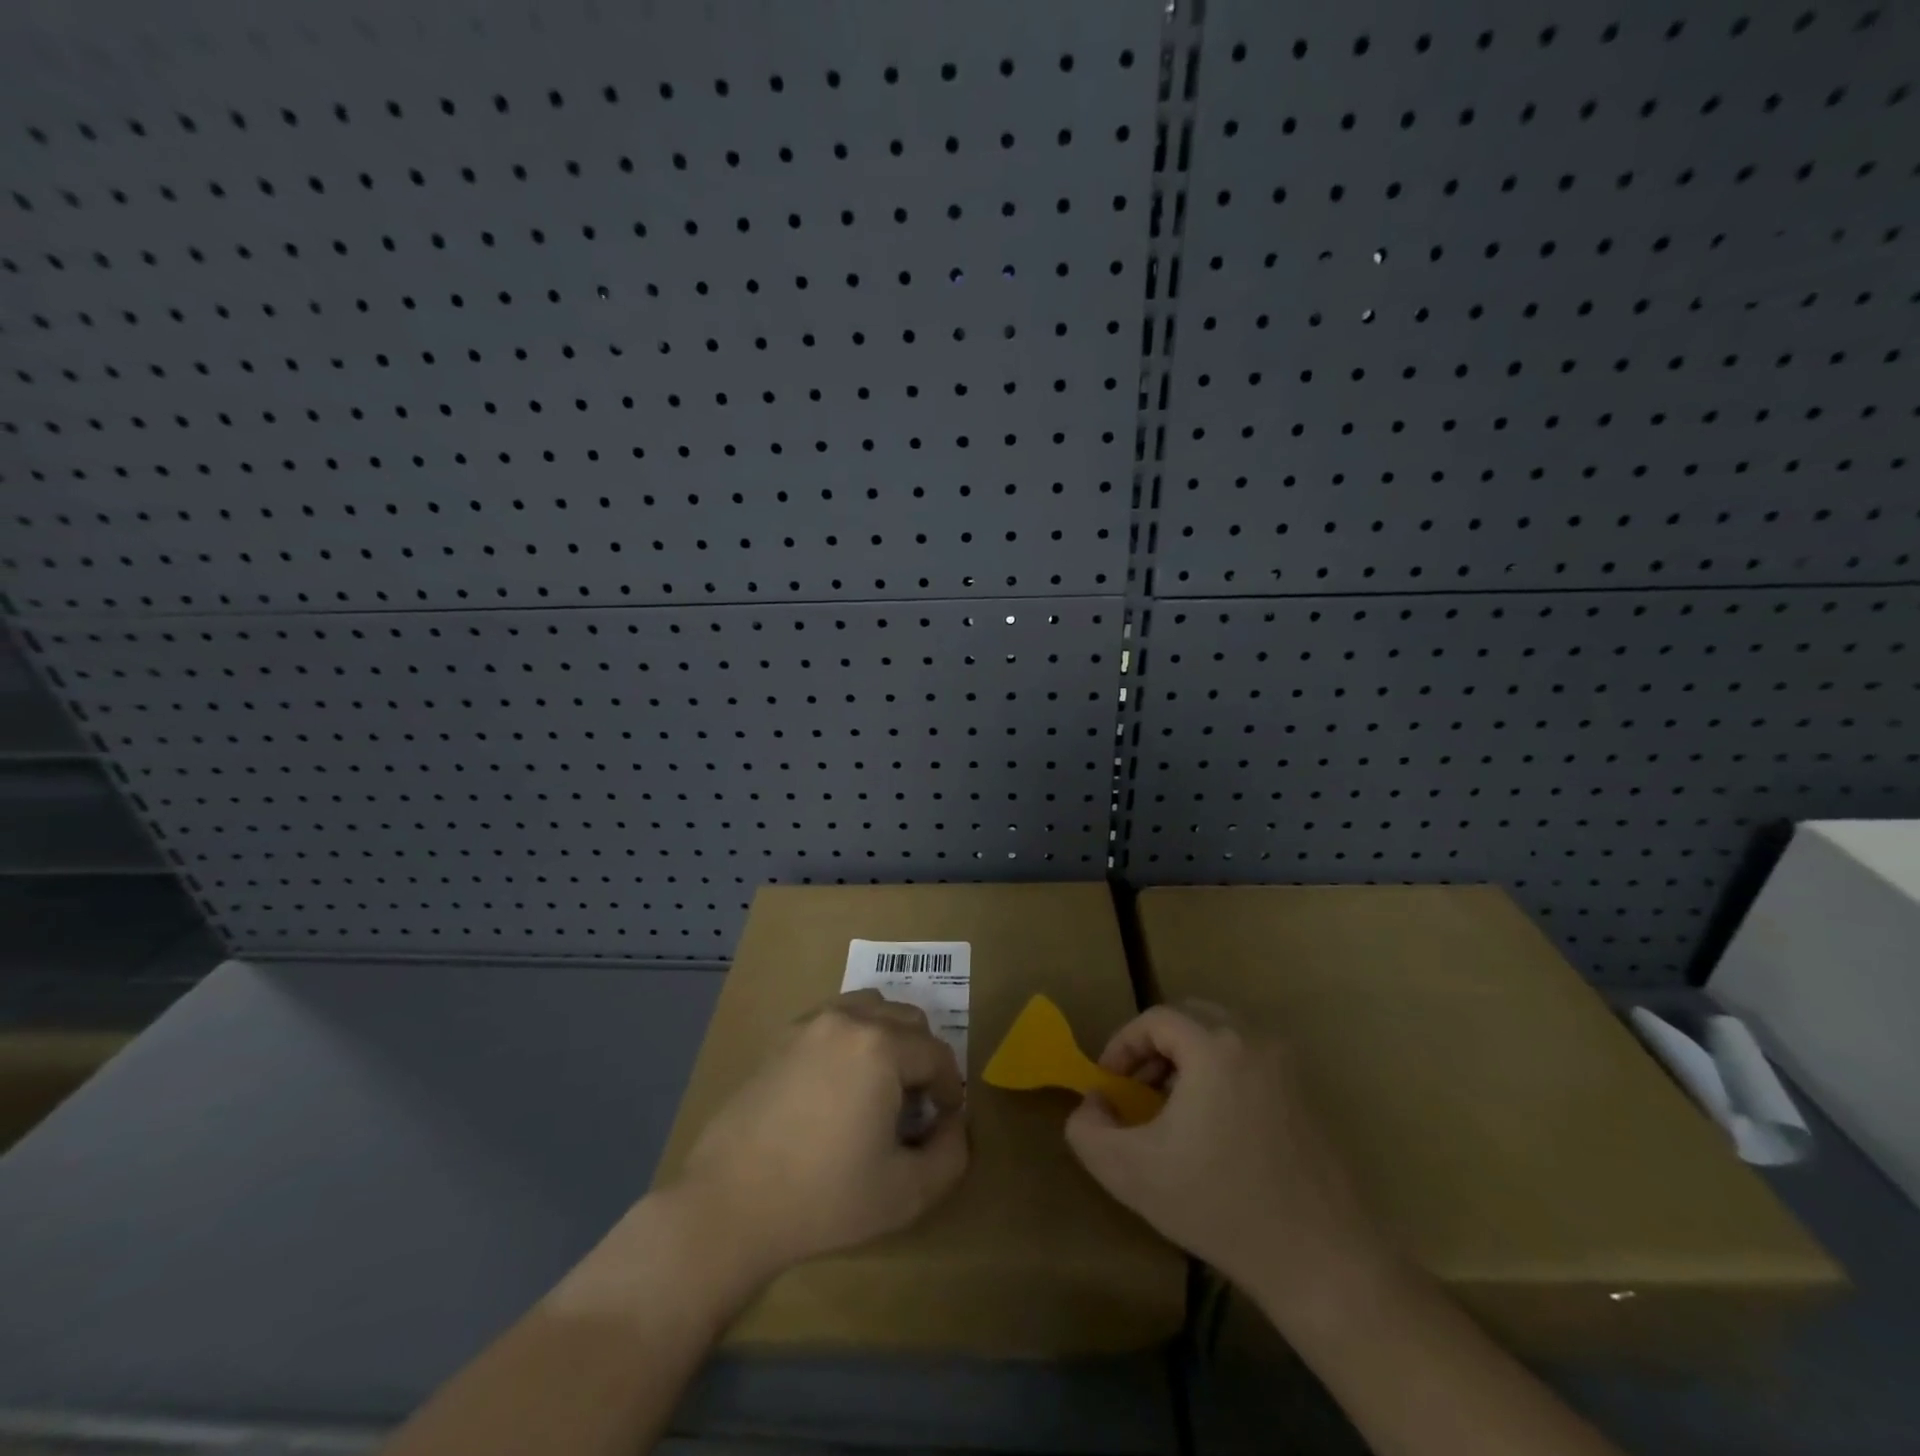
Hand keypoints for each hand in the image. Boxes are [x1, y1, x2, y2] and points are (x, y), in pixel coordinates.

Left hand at [672, 990, 968, 1281]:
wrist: (730, 1203)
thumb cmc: (824, 1197)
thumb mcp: (906, 1192)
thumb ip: (951, 1154)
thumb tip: (954, 1123)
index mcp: (882, 1047)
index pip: (937, 1053)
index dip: (949, 1088)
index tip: (943, 1121)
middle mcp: (849, 1020)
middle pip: (908, 1018)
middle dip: (923, 1057)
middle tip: (914, 1104)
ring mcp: (811, 1023)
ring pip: (871, 1008)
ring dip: (889, 1037)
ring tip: (880, 1085)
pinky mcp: (783, 1037)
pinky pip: (835, 1019)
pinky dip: (853, 1036)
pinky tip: (841, 1083)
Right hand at [1065, 1002, 1392, 1314]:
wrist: (1323, 1263)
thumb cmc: (1221, 1208)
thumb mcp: (1132, 1173)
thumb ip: (1089, 1130)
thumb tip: (1092, 1103)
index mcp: (1215, 1047)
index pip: (1155, 1019)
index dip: (1123, 1044)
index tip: (1109, 1085)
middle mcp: (1255, 1041)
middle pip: (1191, 1017)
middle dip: (1154, 1047)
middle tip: (1136, 1089)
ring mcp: (1287, 1066)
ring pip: (1222, 1037)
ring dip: (1187, 1059)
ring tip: (1170, 1108)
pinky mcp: (1308, 1095)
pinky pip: (1250, 1061)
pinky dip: (1220, 1074)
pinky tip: (1214, 1128)